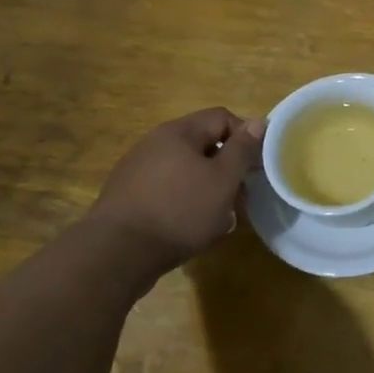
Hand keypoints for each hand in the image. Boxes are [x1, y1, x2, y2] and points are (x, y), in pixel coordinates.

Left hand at [82, 108, 264, 270]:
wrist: (115, 254)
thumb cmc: (179, 211)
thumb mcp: (223, 180)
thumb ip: (242, 149)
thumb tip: (258, 122)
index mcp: (178, 132)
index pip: (222, 117)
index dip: (246, 137)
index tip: (256, 166)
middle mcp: (155, 143)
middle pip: (203, 145)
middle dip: (227, 169)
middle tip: (240, 196)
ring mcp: (137, 170)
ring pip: (186, 171)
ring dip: (207, 189)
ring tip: (218, 218)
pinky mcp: (128, 197)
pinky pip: (167, 190)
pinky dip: (184, 203)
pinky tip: (190, 228)